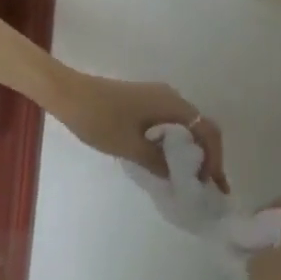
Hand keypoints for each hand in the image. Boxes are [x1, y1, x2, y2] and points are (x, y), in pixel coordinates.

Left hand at [53, 71, 228, 190]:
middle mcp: (170, 97)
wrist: (66, 93)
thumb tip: (179, 176)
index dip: (214, 160)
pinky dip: (173, 143)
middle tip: (206, 186)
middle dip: (206, 157)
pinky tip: (166, 161)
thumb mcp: (130, 147)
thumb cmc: (98, 119)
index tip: (213, 185)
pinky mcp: (141, 101)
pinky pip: (167, 123)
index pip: (207, 132)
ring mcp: (155, 97)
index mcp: (173, 105)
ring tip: (188, 179)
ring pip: (183, 126)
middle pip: (199, 128)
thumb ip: (159, 162)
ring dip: (189, 151)